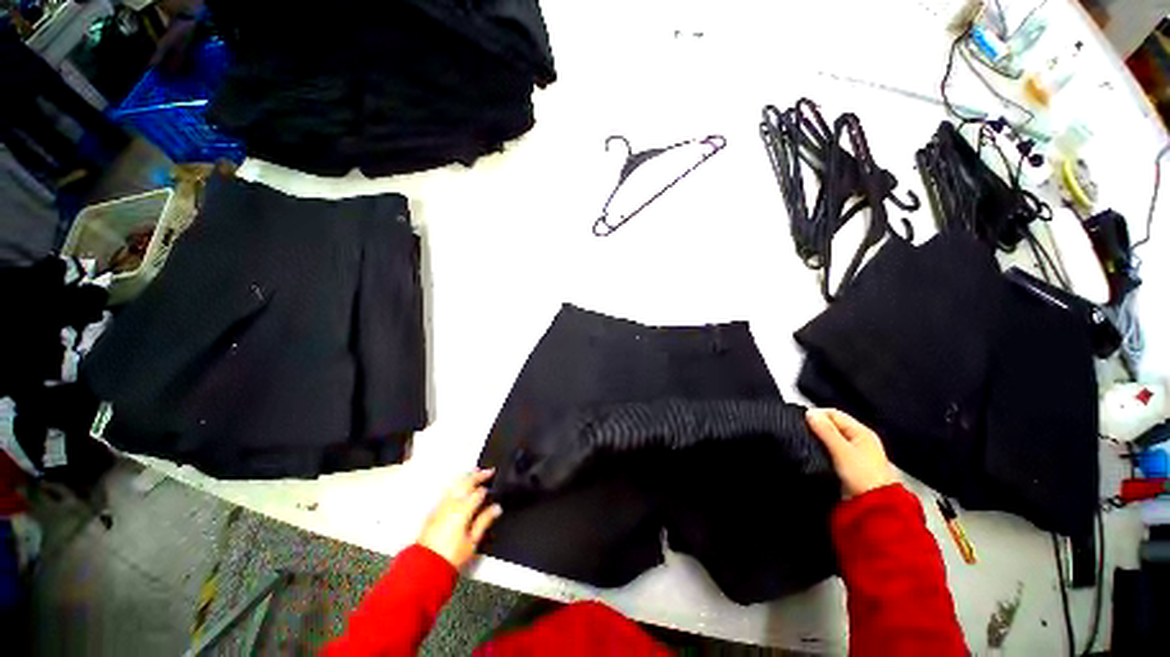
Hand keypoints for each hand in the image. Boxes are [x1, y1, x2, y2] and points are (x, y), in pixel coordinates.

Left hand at [417, 469, 502, 569]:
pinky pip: (447, 491)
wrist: (425, 567)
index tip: (494, 490)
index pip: (479, 492)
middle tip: (489, 471)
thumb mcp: (472, 541)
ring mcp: (441, 505)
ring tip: (475, 473)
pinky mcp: (434, 510)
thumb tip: (496, 508)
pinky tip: (460, 487)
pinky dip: (457, 484)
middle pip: (466, 481)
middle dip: (479, 475)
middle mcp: (451, 503)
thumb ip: (485, 521)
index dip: (488, 489)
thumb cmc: (450, 556)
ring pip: (455, 483)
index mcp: (463, 509)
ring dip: (467, 476)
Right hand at [807, 408, 897, 497]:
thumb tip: (809, 412)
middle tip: (800, 432)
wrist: (874, 508)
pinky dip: (821, 449)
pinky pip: (830, 450)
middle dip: (816, 427)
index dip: (816, 415)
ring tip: (803, 442)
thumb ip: (825, 430)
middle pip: (831, 425)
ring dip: (817, 439)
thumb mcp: (842, 450)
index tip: (800, 421)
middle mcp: (858, 440)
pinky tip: (812, 453)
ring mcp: (853, 453)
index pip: (833, 413)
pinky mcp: (847, 466)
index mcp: (861, 432)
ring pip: (829, 438)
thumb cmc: (861, 476)